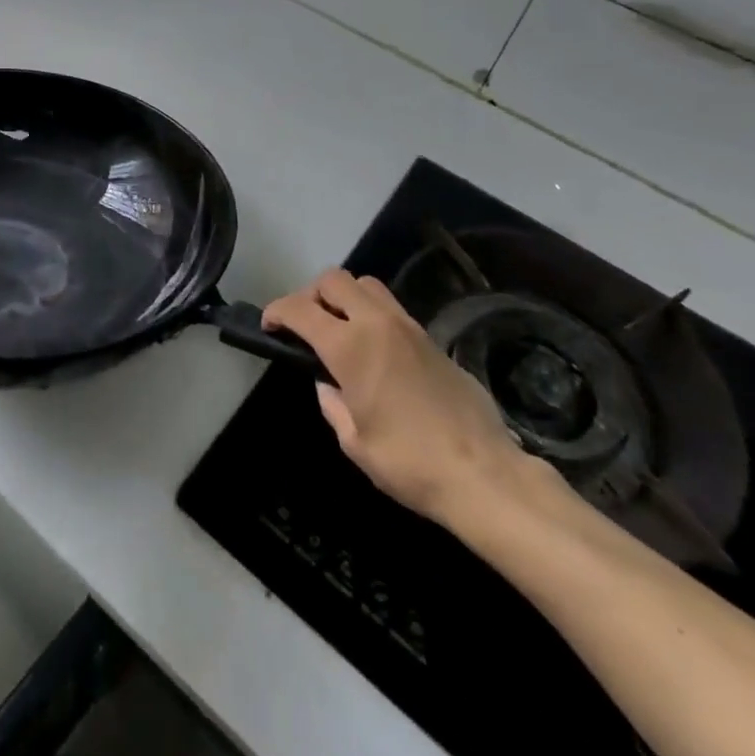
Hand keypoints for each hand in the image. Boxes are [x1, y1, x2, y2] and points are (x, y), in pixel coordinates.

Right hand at [263, 269, 531, 528]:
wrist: (485, 475)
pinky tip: (375, 349)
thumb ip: (333, 405)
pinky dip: (372, 314)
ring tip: (340, 329)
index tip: (269, 325)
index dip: (277, 311)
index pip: (300, 309)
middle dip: (311, 294)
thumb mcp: (355, 443)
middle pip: (334, 280)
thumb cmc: (410, 464)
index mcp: (350, 347)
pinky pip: (392, 308)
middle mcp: (377, 324)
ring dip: (345, 297)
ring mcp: (409, 328)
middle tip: (306, 324)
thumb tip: (328, 386)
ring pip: (367, 285)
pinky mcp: (433, 339)